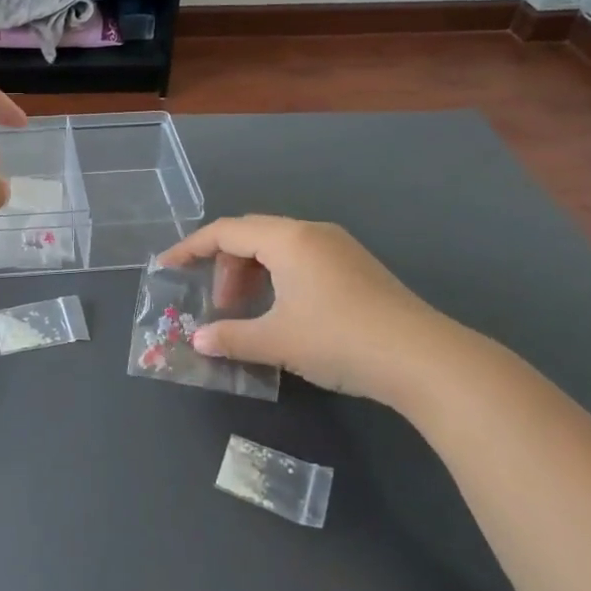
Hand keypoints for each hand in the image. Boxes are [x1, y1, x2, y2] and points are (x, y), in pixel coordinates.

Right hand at [161, 216, 485, 406]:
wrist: (424, 359)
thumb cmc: (339, 339)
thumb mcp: (277, 340)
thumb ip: (231, 337)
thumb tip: (198, 341)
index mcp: (288, 239)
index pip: (226, 231)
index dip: (191, 248)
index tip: (166, 267)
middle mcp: (312, 233)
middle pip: (252, 236)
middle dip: (225, 267)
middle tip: (218, 306)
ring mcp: (339, 248)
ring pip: (278, 248)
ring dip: (253, 275)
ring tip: (248, 314)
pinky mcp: (357, 268)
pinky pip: (302, 260)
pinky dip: (278, 279)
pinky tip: (284, 313)